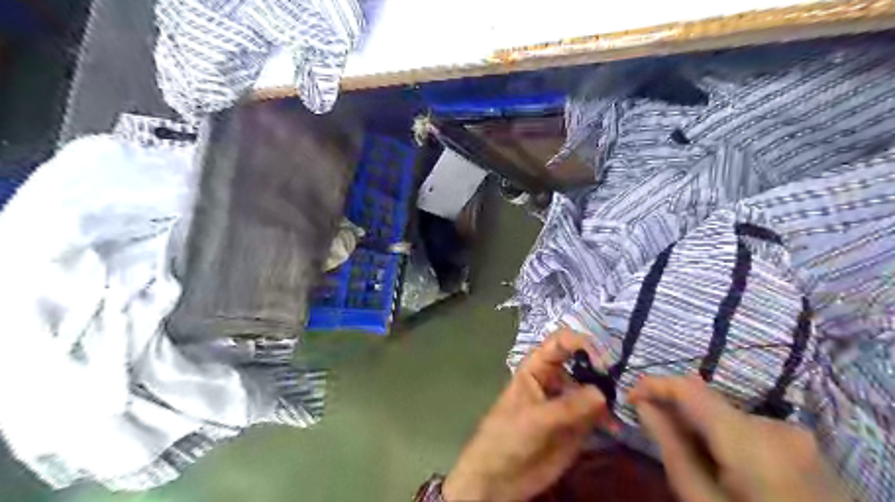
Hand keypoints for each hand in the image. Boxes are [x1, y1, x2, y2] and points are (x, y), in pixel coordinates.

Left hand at [441, 330, 611, 500]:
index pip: (561, 342)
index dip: (581, 343)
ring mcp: (567, 402)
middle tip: (622, 384)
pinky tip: (616, 427)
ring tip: (622, 407)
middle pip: (582, 362)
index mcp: (536, 368)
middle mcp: (555, 379)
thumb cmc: (507, 437)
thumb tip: (602, 393)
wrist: (499, 478)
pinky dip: (609, 417)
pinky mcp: (577, 425)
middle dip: (602, 369)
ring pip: (594, 388)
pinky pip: (598, 414)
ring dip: (609, 394)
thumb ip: (568, 406)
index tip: (602, 360)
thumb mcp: (534, 418)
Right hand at [625, 374, 847, 501]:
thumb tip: (643, 406)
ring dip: (700, 425)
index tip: (629, 398)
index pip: (689, 388)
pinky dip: (725, 437)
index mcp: (750, 440)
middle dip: (676, 411)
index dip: (653, 385)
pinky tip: (721, 465)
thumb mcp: (702, 501)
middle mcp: (776, 427)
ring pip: (728, 415)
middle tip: (653, 431)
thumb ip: (671, 448)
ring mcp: (798, 437)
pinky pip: (750, 428)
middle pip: (709, 402)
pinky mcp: (807, 449)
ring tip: (688, 455)